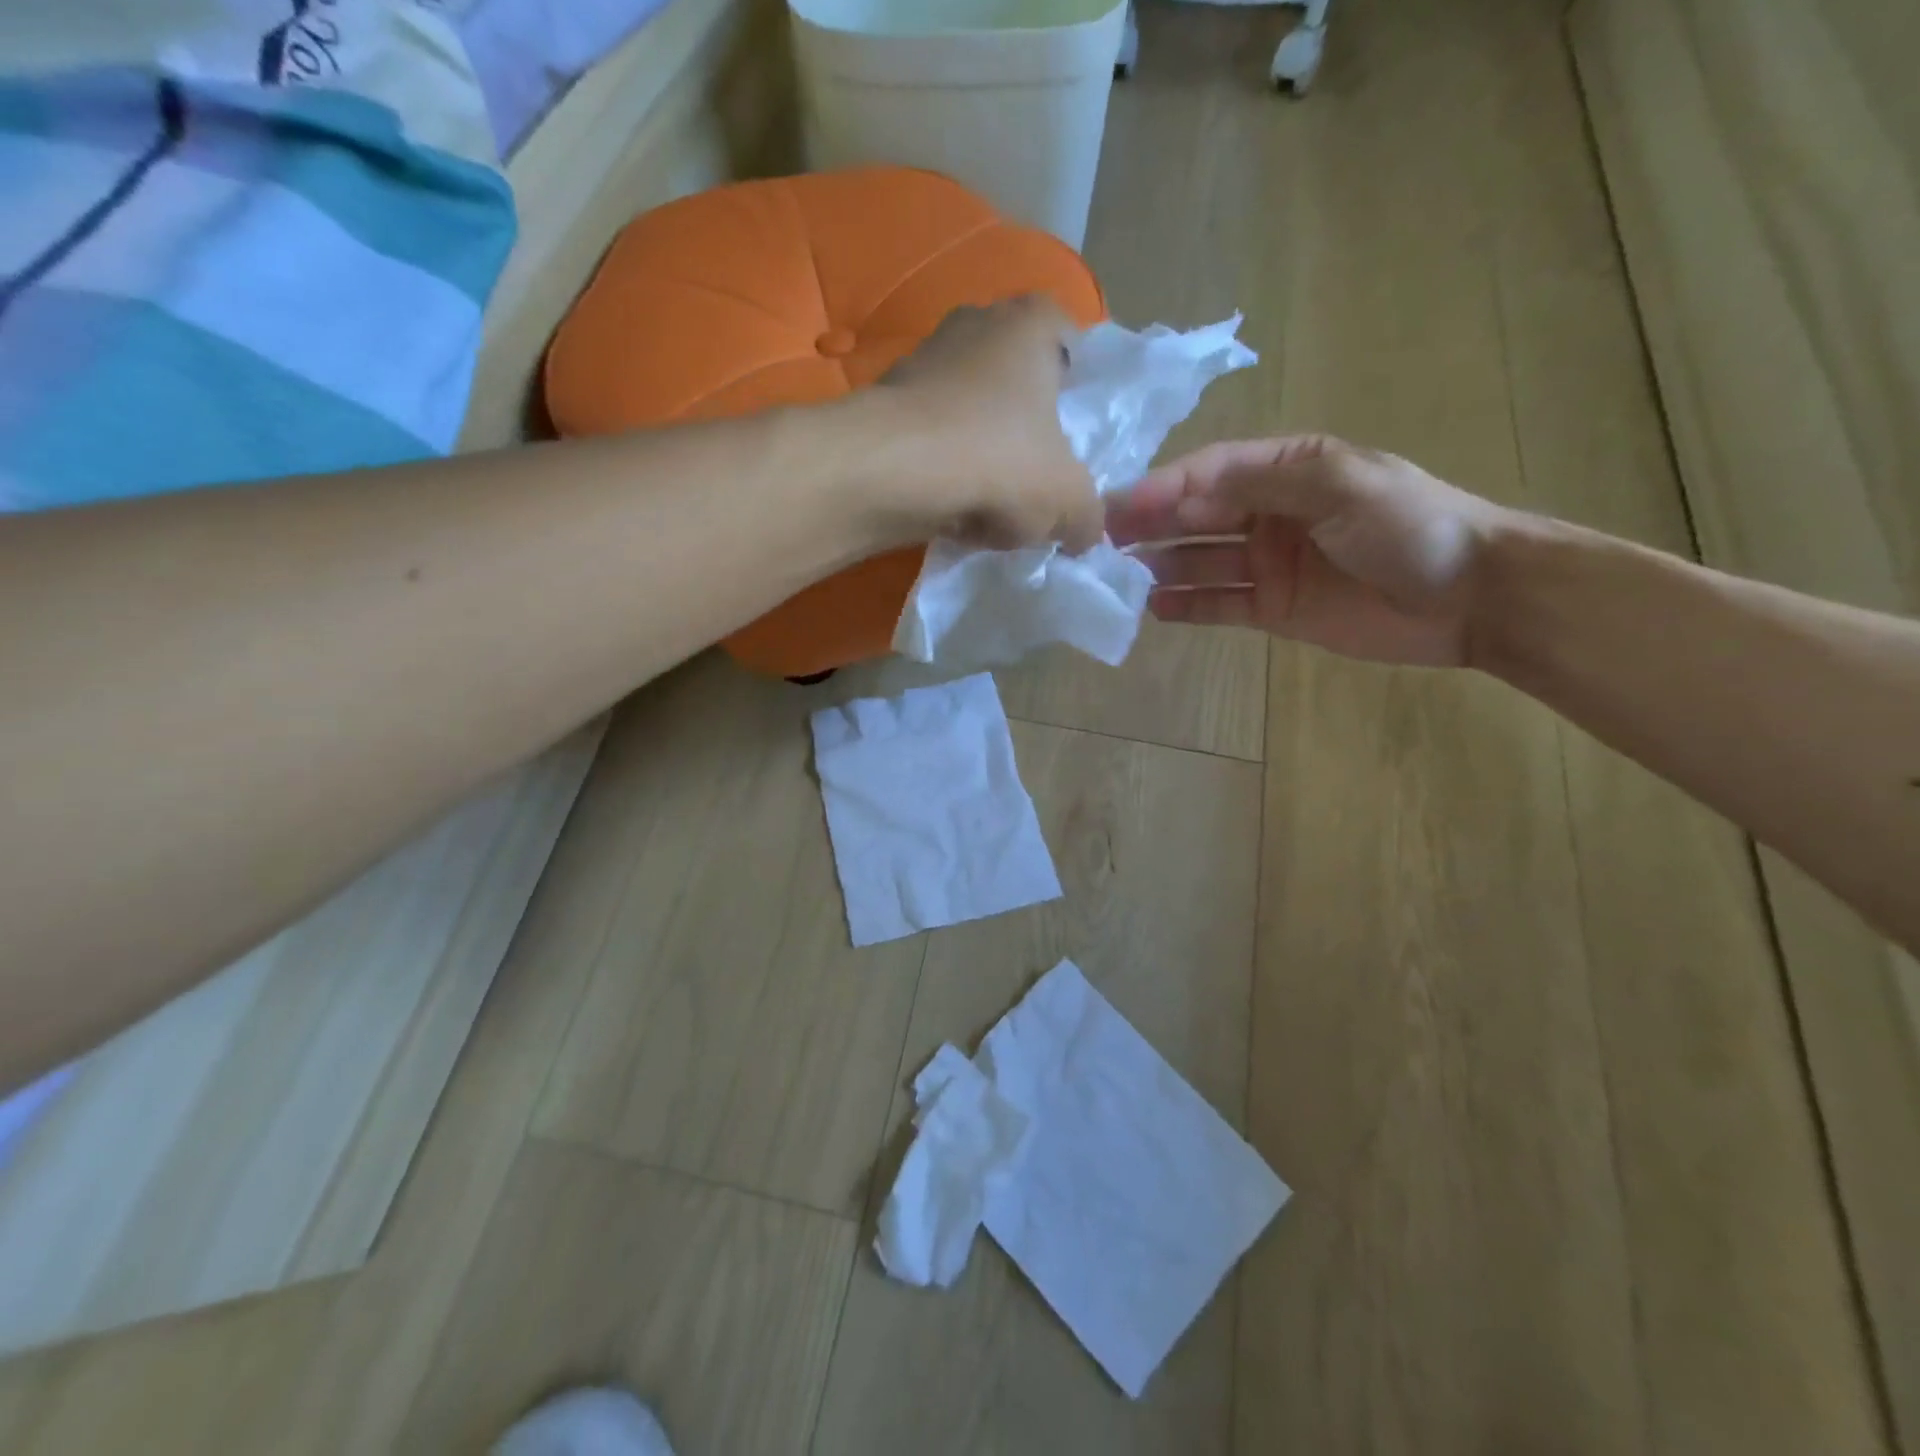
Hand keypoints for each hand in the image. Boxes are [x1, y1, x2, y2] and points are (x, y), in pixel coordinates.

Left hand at [876, 298, 1101, 552]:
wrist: (889, 471)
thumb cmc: (997, 460)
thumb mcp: (1067, 500)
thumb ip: (1089, 516)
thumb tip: (1087, 533)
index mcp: (1030, 324)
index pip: (1068, 337)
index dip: (1076, 386)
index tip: (1073, 432)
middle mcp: (975, 324)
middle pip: (1016, 380)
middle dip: (1026, 428)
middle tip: (1036, 475)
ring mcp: (922, 360)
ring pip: (970, 411)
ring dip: (982, 454)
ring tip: (990, 506)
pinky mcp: (886, 403)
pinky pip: (931, 438)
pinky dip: (943, 470)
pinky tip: (951, 509)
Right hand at [1105, 435, 1519, 666]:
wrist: (1471, 596)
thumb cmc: (1410, 526)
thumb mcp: (1340, 484)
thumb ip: (1262, 483)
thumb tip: (1185, 487)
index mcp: (1286, 470)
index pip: (1211, 472)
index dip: (1164, 486)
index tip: (1120, 505)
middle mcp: (1268, 513)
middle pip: (1195, 515)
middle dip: (1149, 524)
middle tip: (1101, 540)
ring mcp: (1267, 563)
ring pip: (1198, 560)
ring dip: (1158, 564)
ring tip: (1118, 577)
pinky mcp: (1272, 608)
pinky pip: (1216, 604)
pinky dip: (1185, 604)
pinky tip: (1154, 607)